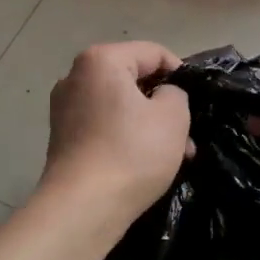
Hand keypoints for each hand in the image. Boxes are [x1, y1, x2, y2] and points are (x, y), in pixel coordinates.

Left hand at [41, 42, 191, 223]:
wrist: (83, 207)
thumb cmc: (132, 152)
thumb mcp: (173, 116)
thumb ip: (176, 93)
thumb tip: (163, 96)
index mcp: (100, 60)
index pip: (153, 53)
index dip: (181, 73)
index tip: (197, 100)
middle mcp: (75, 76)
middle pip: (134, 79)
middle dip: (164, 104)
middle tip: (188, 132)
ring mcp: (65, 108)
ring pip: (121, 105)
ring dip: (150, 124)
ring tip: (177, 154)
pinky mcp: (63, 137)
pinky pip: (105, 125)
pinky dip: (127, 136)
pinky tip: (148, 163)